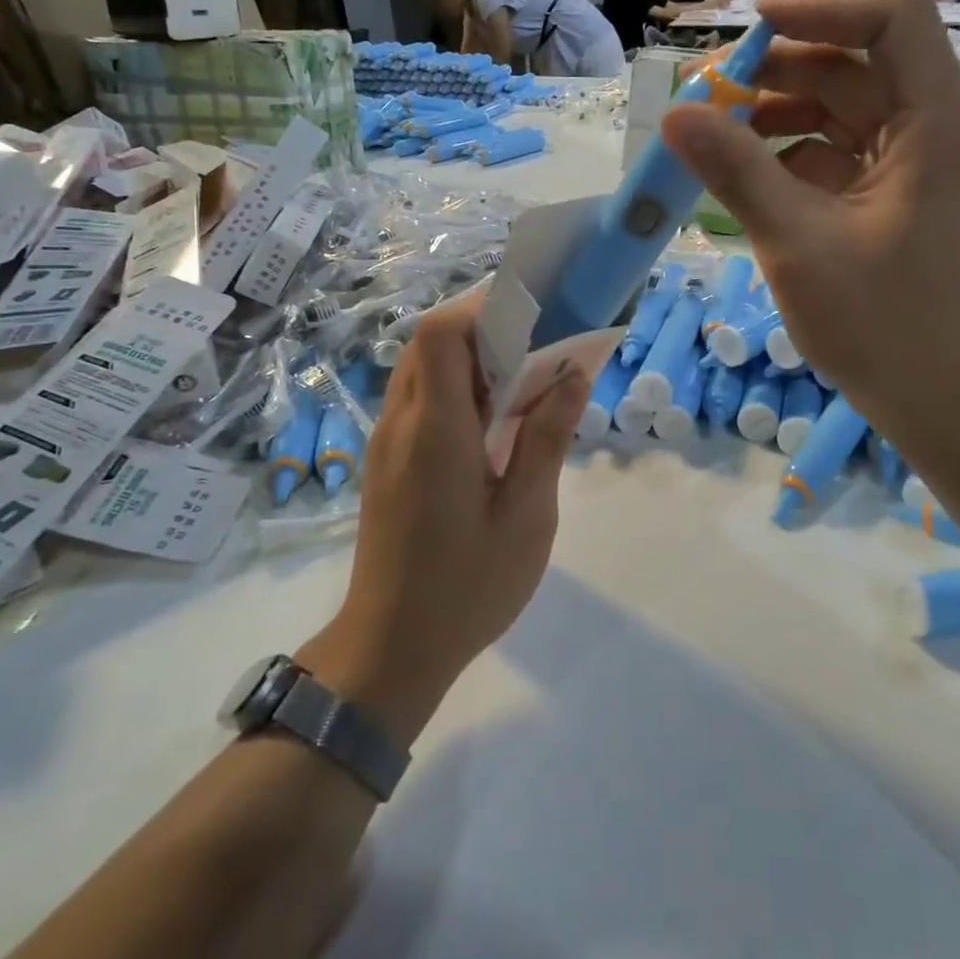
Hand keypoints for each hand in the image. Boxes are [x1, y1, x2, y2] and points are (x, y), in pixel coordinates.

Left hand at [300, 299, 589, 744]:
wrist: (390, 650)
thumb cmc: (467, 587)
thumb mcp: (527, 516)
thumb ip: (547, 438)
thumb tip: (573, 375)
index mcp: (435, 430)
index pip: (440, 333)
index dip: (482, 308)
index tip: (533, 314)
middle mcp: (401, 423)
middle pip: (429, 343)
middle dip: (484, 329)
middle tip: (539, 346)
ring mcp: (387, 442)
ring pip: (421, 369)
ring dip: (471, 360)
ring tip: (525, 382)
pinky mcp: (387, 462)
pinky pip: (419, 400)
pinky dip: (456, 390)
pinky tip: (495, 423)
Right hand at [660, 0, 959, 458]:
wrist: (942, 402)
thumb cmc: (883, 326)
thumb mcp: (798, 243)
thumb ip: (736, 172)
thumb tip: (675, 114)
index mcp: (935, 122)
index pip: (892, 16)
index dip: (821, 8)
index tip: (751, 30)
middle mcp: (934, 128)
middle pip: (856, 61)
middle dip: (780, 69)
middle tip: (708, 93)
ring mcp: (917, 164)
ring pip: (844, 107)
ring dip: (780, 113)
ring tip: (716, 137)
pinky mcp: (897, 196)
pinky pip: (840, 151)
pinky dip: (793, 155)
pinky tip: (748, 178)